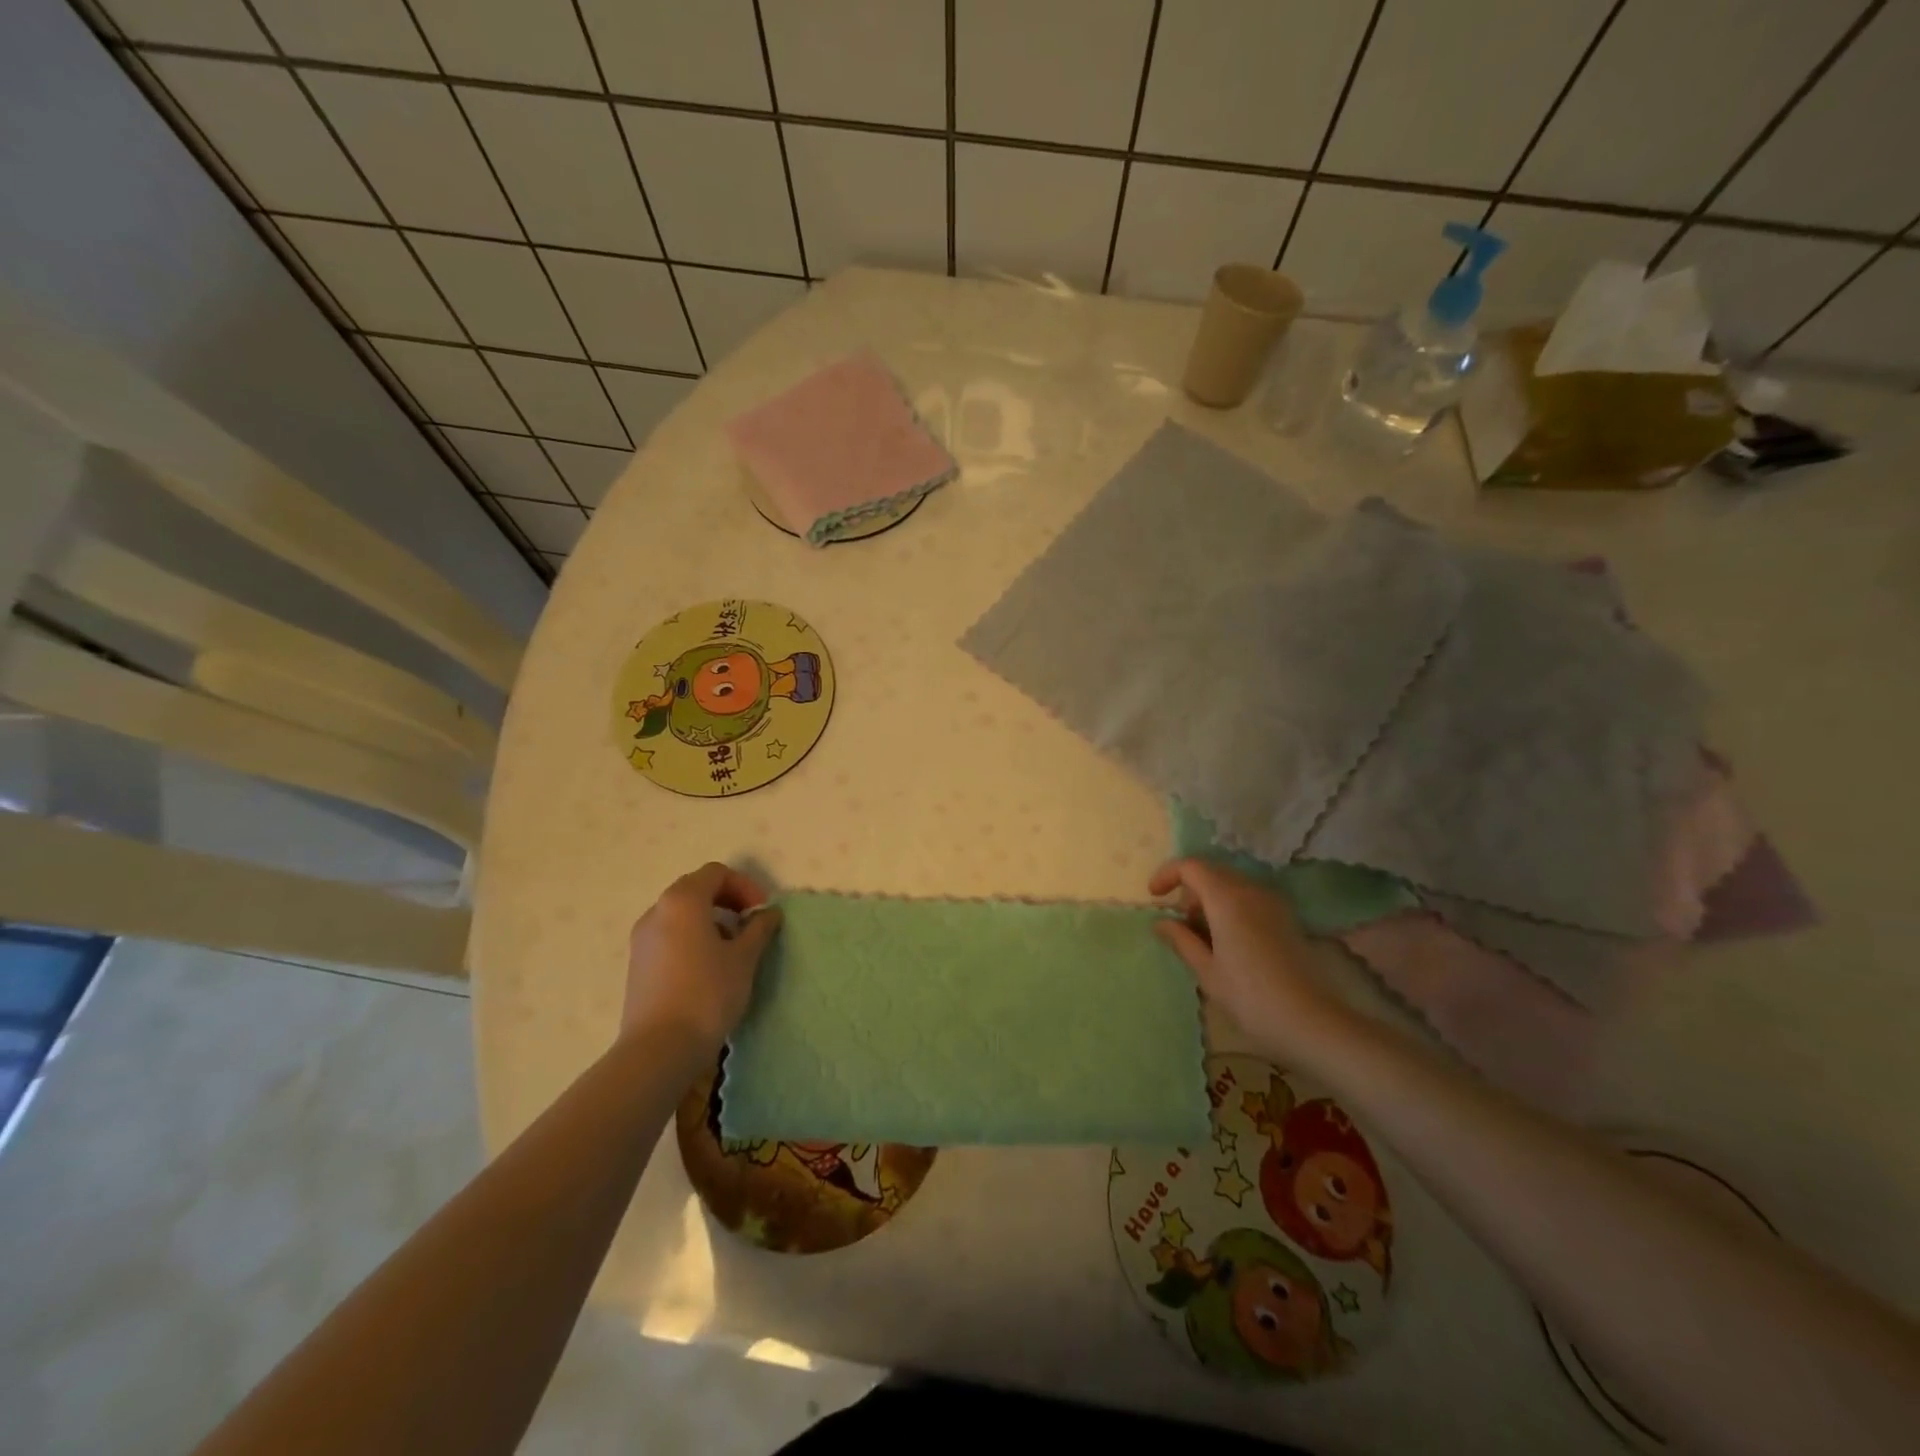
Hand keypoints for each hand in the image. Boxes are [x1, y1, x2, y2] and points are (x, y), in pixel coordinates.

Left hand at [621, 862, 781, 1053]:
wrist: (659, 1048)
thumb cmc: (708, 993)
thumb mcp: (744, 958)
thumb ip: (759, 928)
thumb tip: (768, 913)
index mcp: (683, 900)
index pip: (717, 873)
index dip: (745, 886)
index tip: (762, 913)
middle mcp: (657, 911)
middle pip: (697, 889)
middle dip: (728, 901)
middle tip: (751, 926)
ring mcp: (642, 938)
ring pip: (681, 914)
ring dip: (711, 920)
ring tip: (733, 950)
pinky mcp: (638, 964)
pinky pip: (669, 936)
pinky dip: (692, 938)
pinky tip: (708, 969)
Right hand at [1149, 858, 1355, 1057]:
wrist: (1311, 1022)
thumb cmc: (1250, 997)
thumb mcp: (1207, 971)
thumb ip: (1181, 940)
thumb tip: (1161, 922)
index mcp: (1227, 899)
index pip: (1191, 867)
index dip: (1168, 874)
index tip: (1154, 896)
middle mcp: (1251, 891)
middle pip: (1212, 872)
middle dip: (1189, 890)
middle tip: (1178, 922)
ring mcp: (1272, 903)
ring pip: (1232, 885)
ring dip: (1210, 899)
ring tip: (1201, 935)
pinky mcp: (1286, 918)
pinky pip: (1249, 898)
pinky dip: (1231, 908)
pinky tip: (1227, 940)